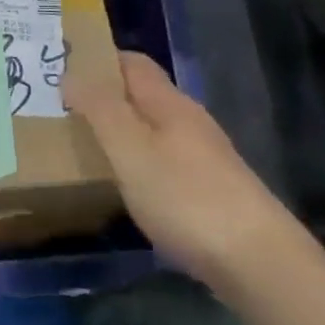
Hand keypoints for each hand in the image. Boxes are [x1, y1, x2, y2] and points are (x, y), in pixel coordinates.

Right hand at [68, 51, 307, 294]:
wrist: (260, 263)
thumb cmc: (185, 197)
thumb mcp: (130, 149)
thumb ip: (100, 109)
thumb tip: (71, 75)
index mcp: (169, 103)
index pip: (133, 63)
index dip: (100, 61)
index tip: (64, 73)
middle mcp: (190, 121)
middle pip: (144, 95)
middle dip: (107, 98)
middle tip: (67, 114)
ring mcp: (207, 157)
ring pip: (155, 129)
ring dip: (123, 131)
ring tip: (90, 149)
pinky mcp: (214, 191)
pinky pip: (167, 160)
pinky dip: (142, 162)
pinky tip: (130, 187)